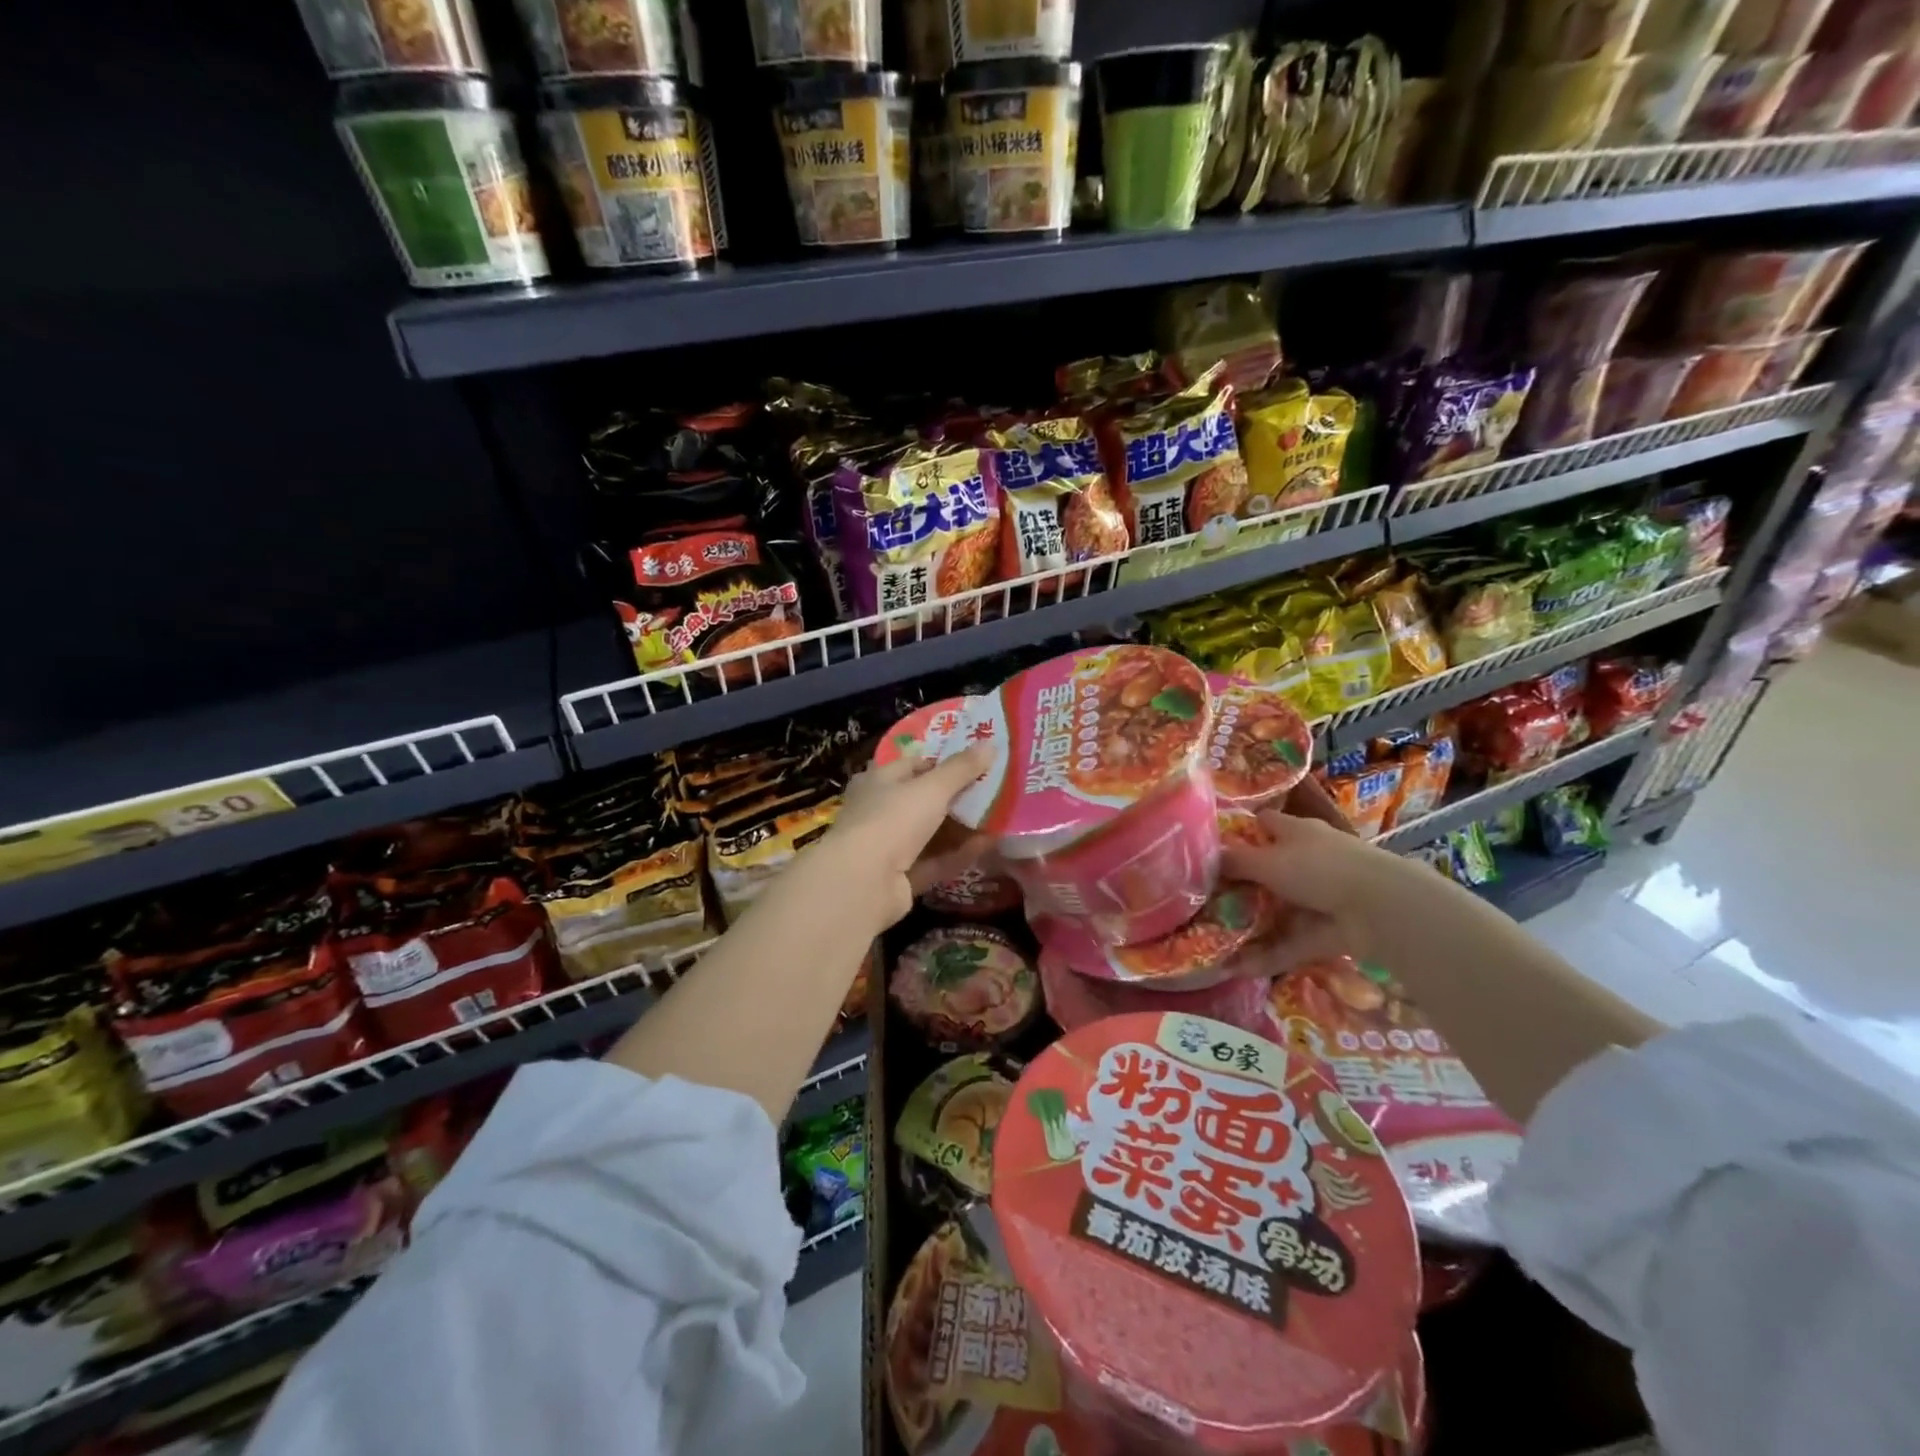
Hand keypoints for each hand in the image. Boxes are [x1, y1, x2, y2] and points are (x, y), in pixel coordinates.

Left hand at [821, 745, 994, 928]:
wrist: (863, 882)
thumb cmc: (893, 819)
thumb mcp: (932, 788)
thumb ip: (961, 768)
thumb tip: (990, 744)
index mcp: (878, 781)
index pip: (913, 765)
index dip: (943, 762)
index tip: (976, 763)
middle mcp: (880, 811)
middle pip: (923, 800)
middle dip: (957, 797)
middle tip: (994, 790)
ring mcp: (889, 847)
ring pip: (931, 833)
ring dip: (962, 827)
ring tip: (999, 817)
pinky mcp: (900, 878)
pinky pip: (935, 861)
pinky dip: (959, 854)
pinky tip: (989, 845)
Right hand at [1224, 794, 1420, 968]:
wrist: (1378, 908)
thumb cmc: (1318, 868)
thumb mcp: (1266, 861)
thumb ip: (1234, 861)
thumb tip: (1203, 858)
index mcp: (1296, 832)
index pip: (1264, 823)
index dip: (1241, 832)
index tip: (1212, 848)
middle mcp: (1309, 860)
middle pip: (1269, 869)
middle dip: (1242, 884)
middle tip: (1205, 899)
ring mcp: (1320, 898)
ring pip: (1279, 910)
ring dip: (1252, 925)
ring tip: (1215, 939)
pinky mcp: (1327, 932)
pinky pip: (1290, 943)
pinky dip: (1268, 956)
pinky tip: (1238, 969)